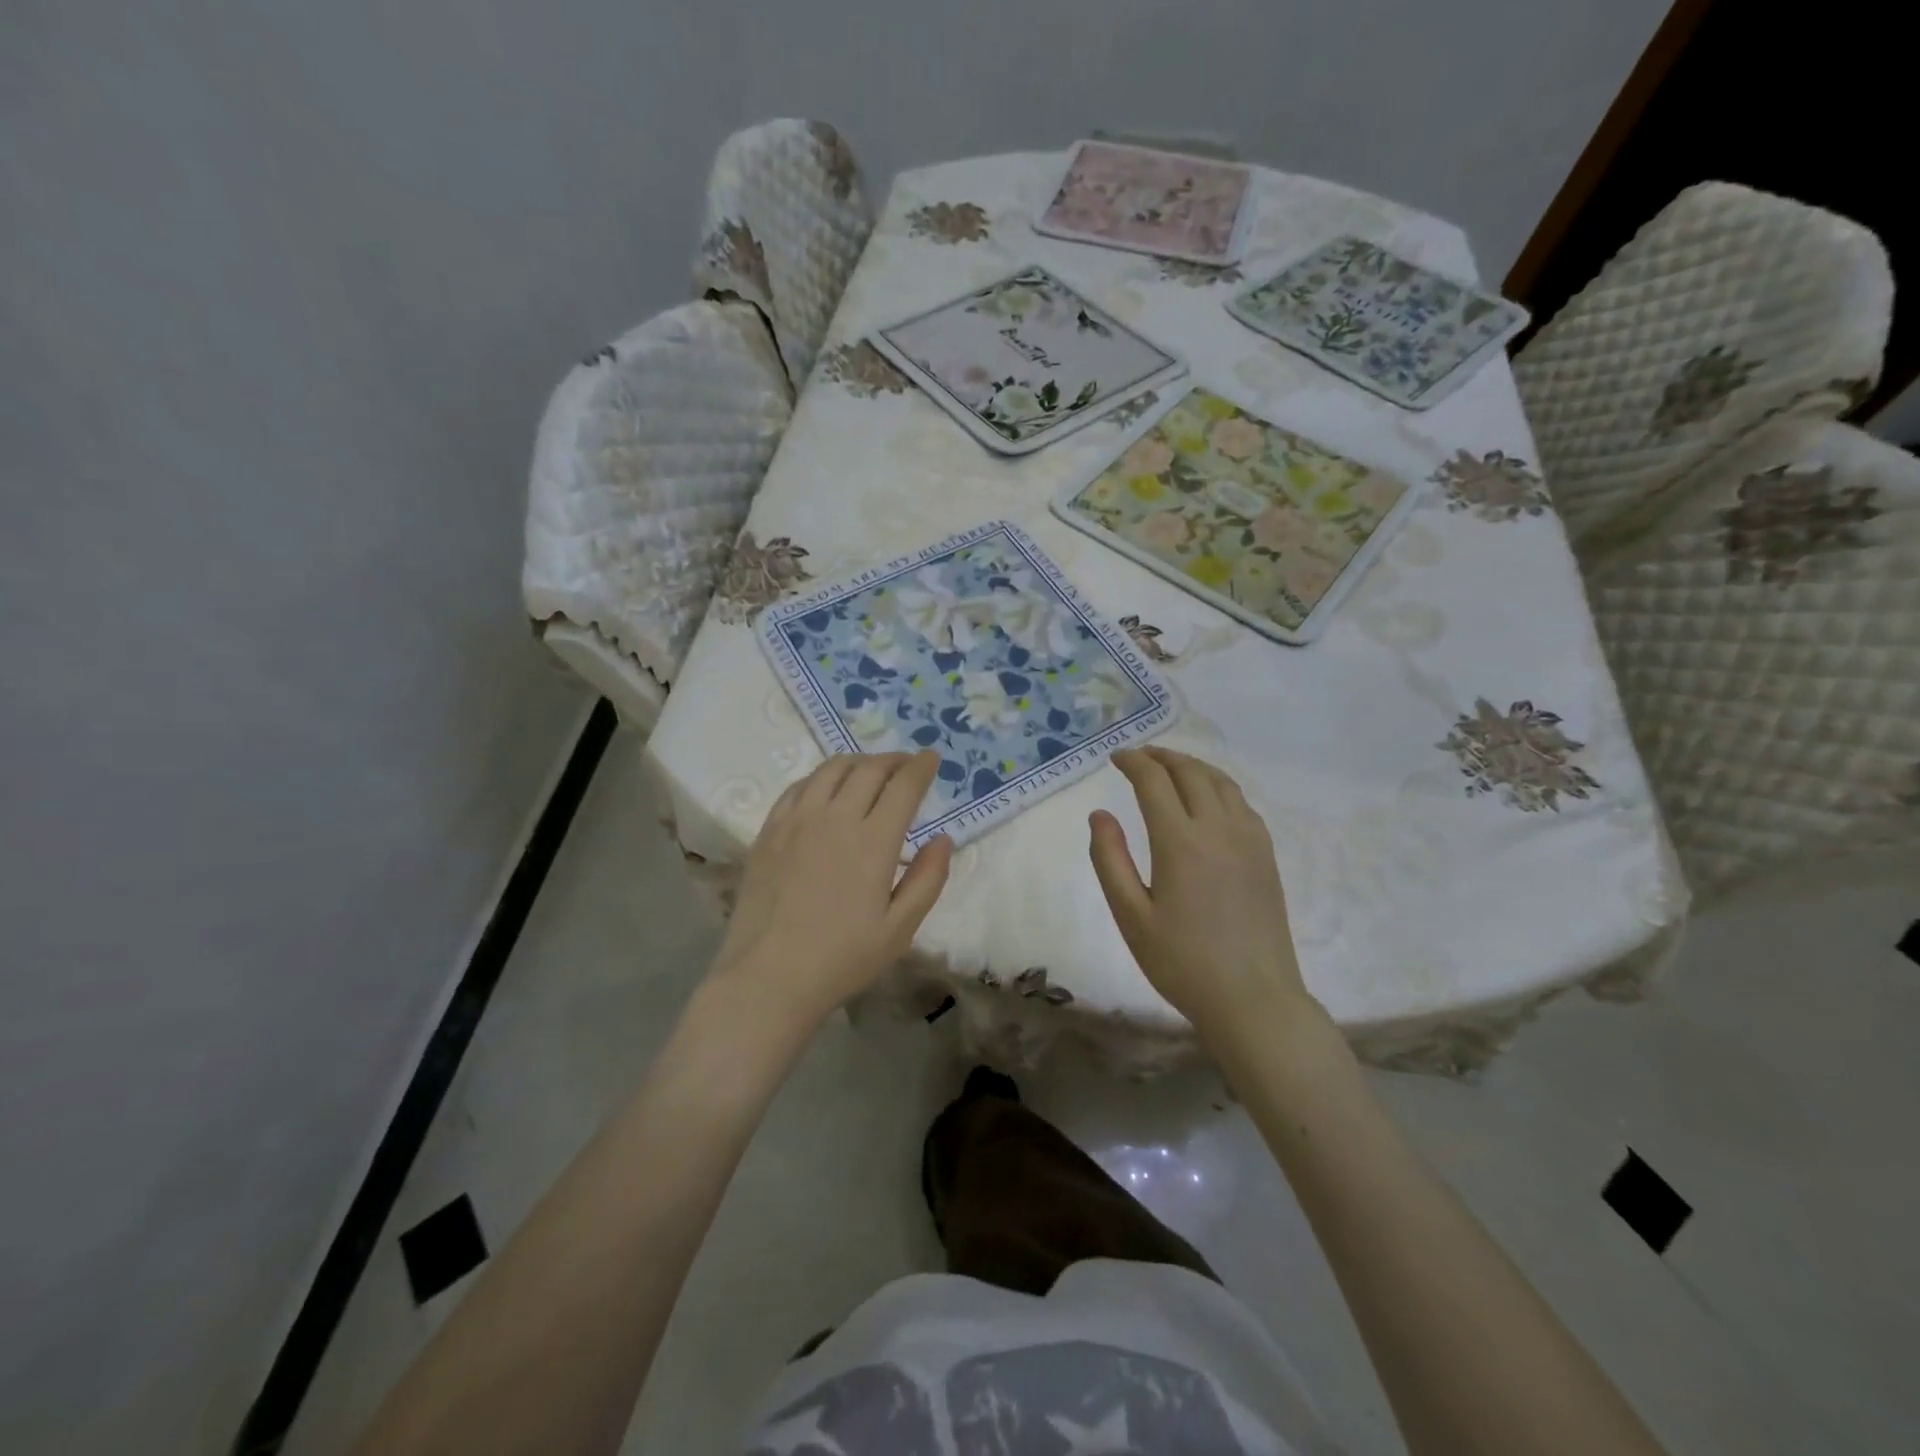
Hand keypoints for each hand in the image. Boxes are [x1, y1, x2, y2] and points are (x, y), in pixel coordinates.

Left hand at [711, 752, 951, 1027]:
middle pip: (869, 769)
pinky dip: (822, 777)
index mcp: (873, 842)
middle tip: (907, 764)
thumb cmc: (842, 958)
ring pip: (832, 770)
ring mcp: (797, 821)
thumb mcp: (900, 929)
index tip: (932, 757)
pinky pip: (799, 786)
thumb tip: (943, 839)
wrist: (768, 977)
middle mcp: (835, 818)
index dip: (921, 767)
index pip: (903, 786)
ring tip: (871, 770)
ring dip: (859, 762)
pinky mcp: (769, 831)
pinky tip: (827, 788)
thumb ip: (928, 880)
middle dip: (894, 759)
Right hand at [1089, 747, 1317, 1038]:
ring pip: (1221, 782)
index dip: (1133, 762)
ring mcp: (1249, 840)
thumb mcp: (1130, 916)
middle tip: (1138, 757)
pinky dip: (1218, 786)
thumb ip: (1110, 860)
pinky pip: (1241, 803)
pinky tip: (1208, 799)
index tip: (1115, 757)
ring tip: (1170, 767)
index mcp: (1180, 842)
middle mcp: (1218, 829)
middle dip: (1161, 756)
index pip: (1154, 781)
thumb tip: (1100, 815)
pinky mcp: (1266, 855)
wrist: (1254, 1000)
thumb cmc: (1182, 963)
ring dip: (1192, 766)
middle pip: (1190, 772)